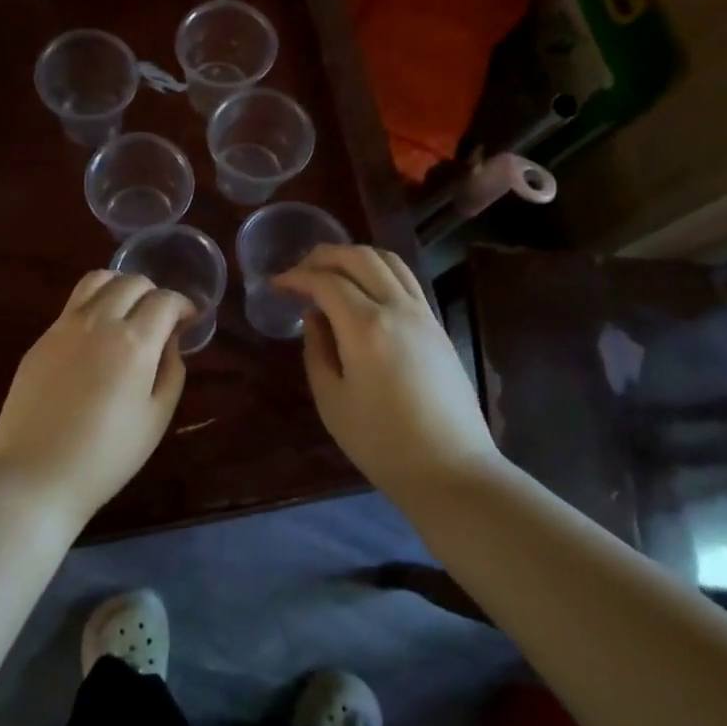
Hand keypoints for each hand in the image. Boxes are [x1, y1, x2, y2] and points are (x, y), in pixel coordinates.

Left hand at [0, 272, 193, 523]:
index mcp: (133, 342)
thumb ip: (171, 371)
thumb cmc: (106, 456)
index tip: (189, 320)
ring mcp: (64, 326)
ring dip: (120, 287)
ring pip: (97, 280)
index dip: (184, 305)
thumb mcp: (156, 418)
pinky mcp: (41, 339)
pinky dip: (94, 304)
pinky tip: (97, 335)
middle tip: (160, 319)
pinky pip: (73, 304)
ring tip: (127, 312)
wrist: (35, 474)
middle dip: (154, 293)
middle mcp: (98, 322)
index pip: (165, 300)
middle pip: (131, 281)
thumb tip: (170, 342)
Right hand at [274, 245, 498, 491]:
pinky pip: (406, 280)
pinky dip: (379, 271)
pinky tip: (364, 291)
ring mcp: (423, 314)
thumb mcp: (332, 400)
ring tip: (331, 272)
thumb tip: (314, 317)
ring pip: (388, 261)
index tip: (275, 285)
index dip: (296, 277)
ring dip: (354, 257)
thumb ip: (317, 350)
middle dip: (323, 256)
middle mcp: (397, 308)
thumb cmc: (381, 442)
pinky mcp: (437, 326)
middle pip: (359, 257)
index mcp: (365, 327)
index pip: (325, 281)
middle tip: (299, 271)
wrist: (450, 469)